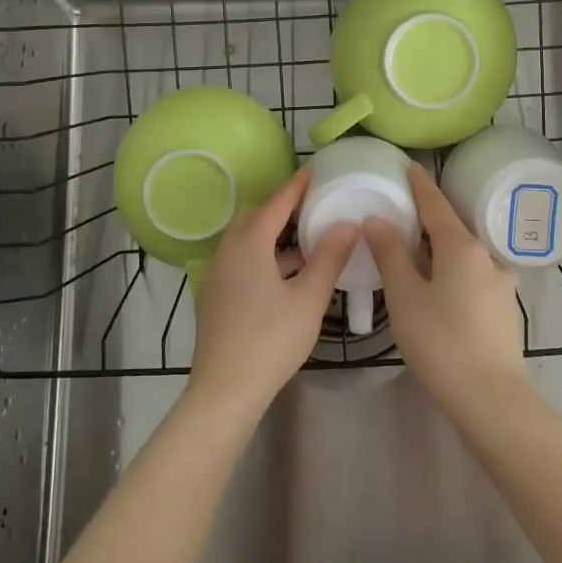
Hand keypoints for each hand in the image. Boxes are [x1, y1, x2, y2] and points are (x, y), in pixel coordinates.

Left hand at [187, 169, 356, 419]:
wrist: (224, 391)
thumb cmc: (271, 341)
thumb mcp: (309, 298)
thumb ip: (329, 258)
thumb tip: (347, 224)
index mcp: (248, 244)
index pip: (276, 203)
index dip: (296, 186)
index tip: (313, 171)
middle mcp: (226, 251)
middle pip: (255, 217)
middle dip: (281, 207)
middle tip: (311, 204)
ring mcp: (216, 274)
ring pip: (245, 240)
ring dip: (272, 234)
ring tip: (305, 239)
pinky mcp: (214, 295)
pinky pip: (240, 260)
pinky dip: (262, 255)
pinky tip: (286, 274)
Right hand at [363, 164, 522, 406]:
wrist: (490, 397)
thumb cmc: (440, 341)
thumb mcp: (405, 296)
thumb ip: (390, 254)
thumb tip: (377, 219)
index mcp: (462, 246)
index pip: (436, 204)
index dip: (420, 184)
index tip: (409, 166)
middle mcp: (487, 256)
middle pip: (453, 227)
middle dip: (430, 219)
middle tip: (404, 213)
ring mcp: (501, 283)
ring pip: (465, 254)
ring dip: (442, 249)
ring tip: (417, 255)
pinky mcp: (504, 308)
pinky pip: (474, 276)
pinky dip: (454, 271)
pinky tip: (440, 289)